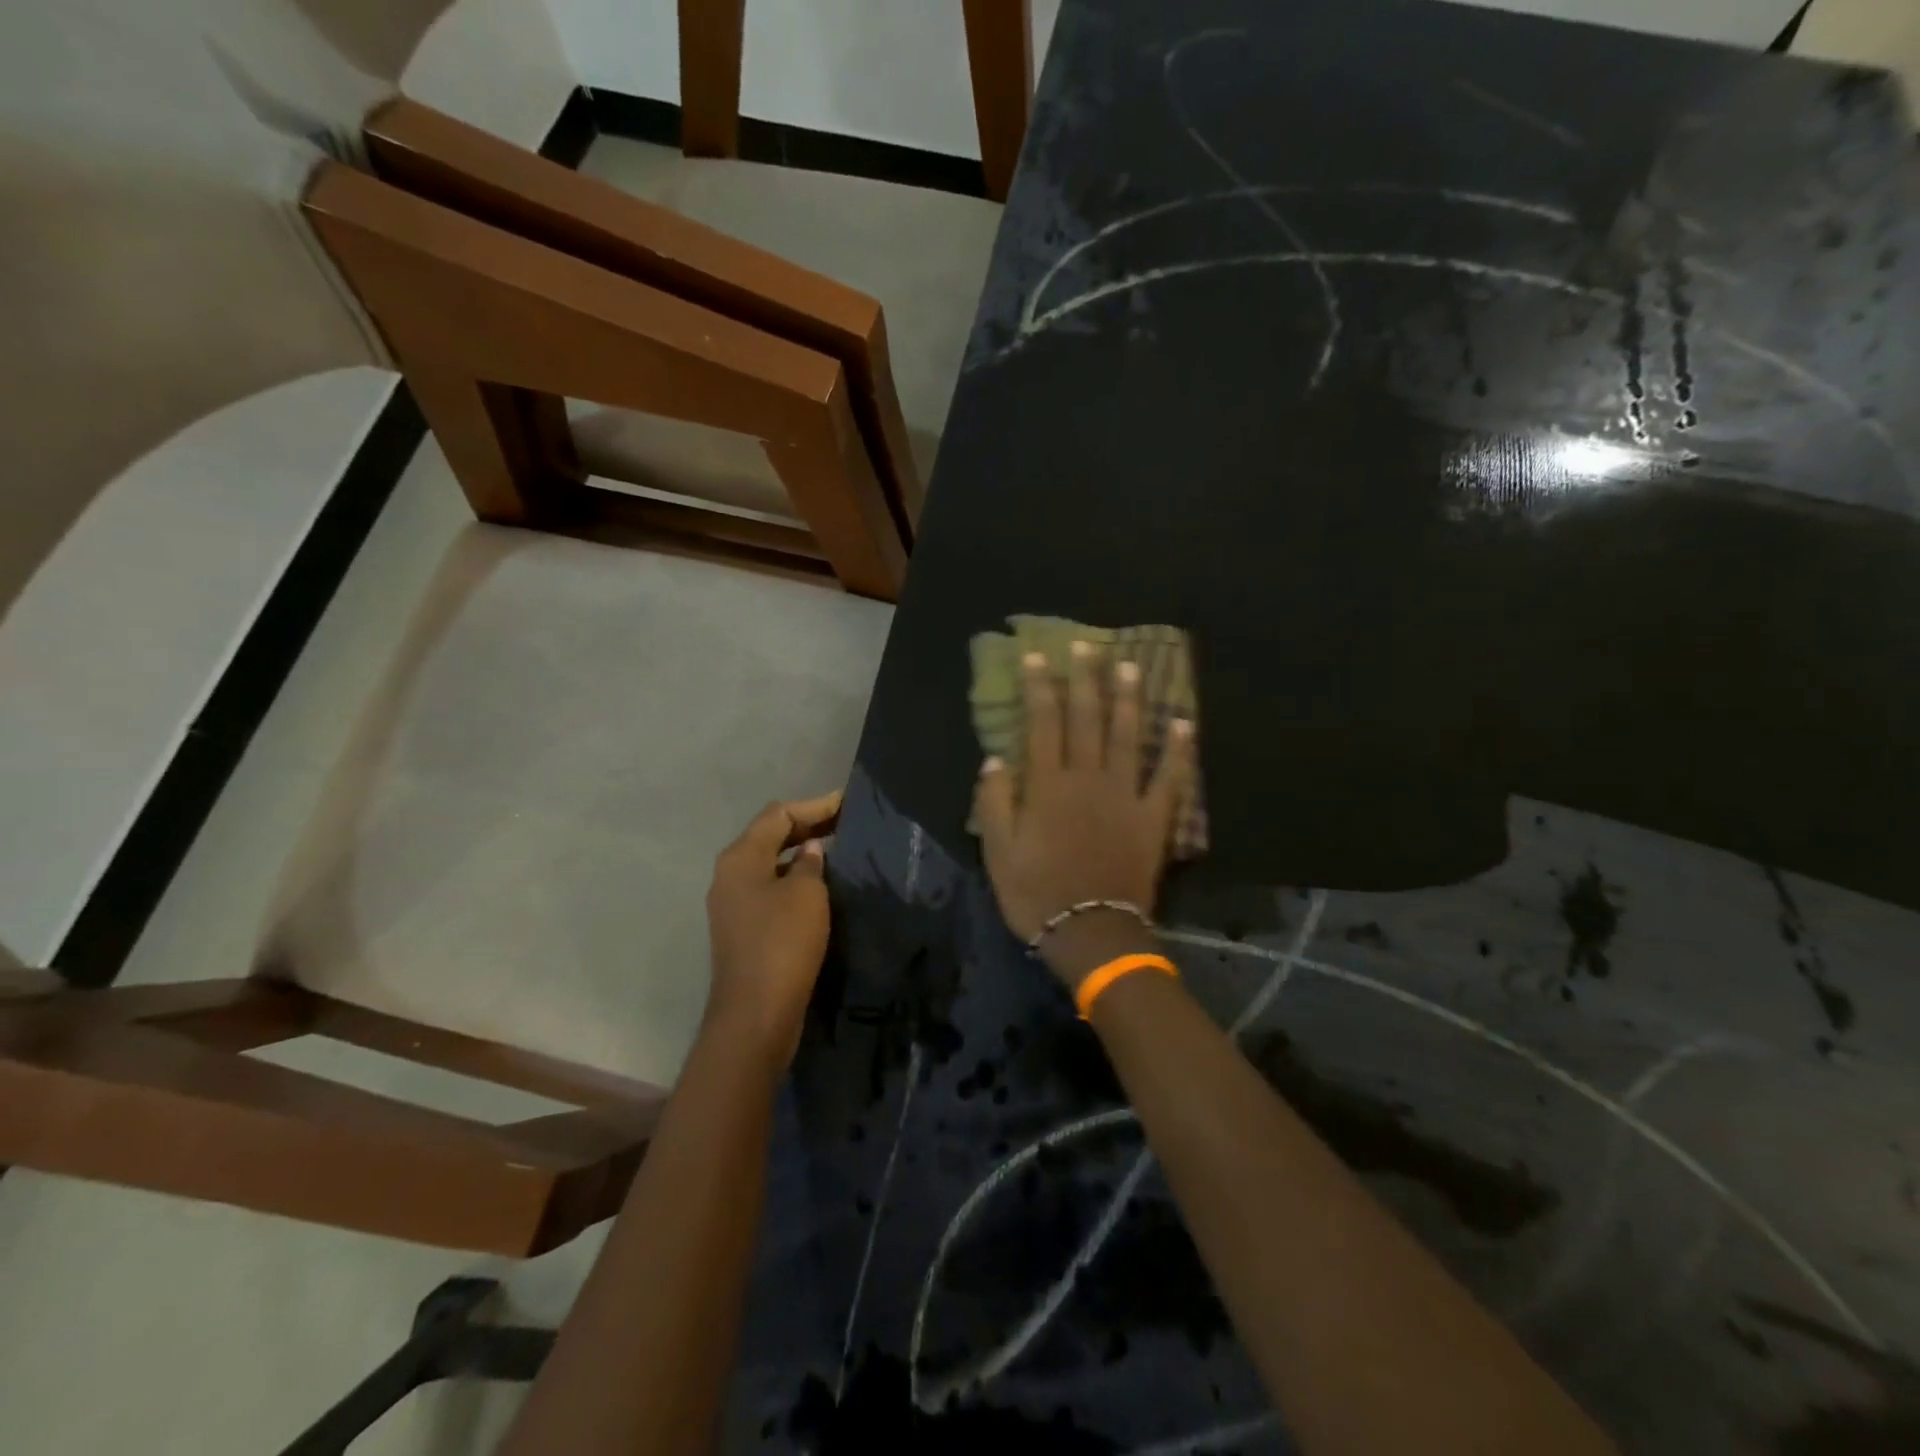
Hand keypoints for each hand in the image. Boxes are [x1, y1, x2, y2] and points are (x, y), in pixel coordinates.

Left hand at [704, 791, 841, 1067]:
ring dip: (800, 853)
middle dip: (807, 826)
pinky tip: (820, 884)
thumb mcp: (806, 894)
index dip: (814, 805)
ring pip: (770, 863)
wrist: (756, 1014)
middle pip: (769, 836)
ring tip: (837, 848)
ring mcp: (732, 904)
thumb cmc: (782, 943)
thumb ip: (809, 863)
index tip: (848, 802)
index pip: (778, 814)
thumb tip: (809, 850)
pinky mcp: (743, 929)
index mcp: (740, 858)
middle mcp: (729, 875)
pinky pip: (770, 888)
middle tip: (846, 821)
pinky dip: (794, 878)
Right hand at [974, 642, 1191, 984]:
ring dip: (1128, 699)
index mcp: (1048, 786)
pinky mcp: (1154, 818)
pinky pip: (1171, 778)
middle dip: (1085, 679)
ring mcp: (1126, 796)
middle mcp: (1088, 779)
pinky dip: (1180, 750)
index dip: (1039, 687)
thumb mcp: (998, 852)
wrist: (1091, 933)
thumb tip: (995, 759)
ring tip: (1129, 666)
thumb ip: (995, 802)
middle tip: (1087, 645)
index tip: (1038, 657)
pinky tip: (1185, 722)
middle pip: (1086, 719)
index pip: (1042, 724)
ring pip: (1128, 736)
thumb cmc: (1036, 893)